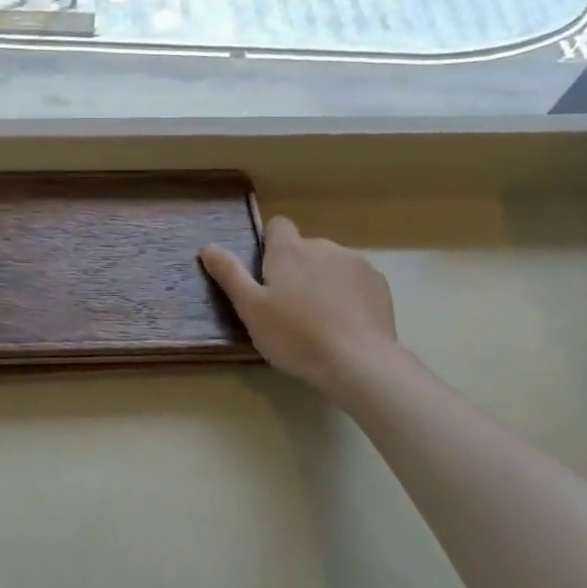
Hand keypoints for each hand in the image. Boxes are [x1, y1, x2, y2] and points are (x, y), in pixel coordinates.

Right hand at [200, 216, 397, 391]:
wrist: (357, 362)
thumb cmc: (294, 335)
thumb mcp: (250, 308)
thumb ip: (229, 274)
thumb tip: (207, 246)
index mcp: (289, 251)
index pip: (278, 226)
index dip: (270, 244)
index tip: (267, 273)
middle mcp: (323, 246)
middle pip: (304, 248)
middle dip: (297, 268)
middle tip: (288, 307)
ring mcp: (355, 263)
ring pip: (331, 264)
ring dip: (323, 280)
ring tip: (319, 318)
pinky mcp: (379, 283)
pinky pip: (356, 280)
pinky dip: (349, 293)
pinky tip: (345, 322)